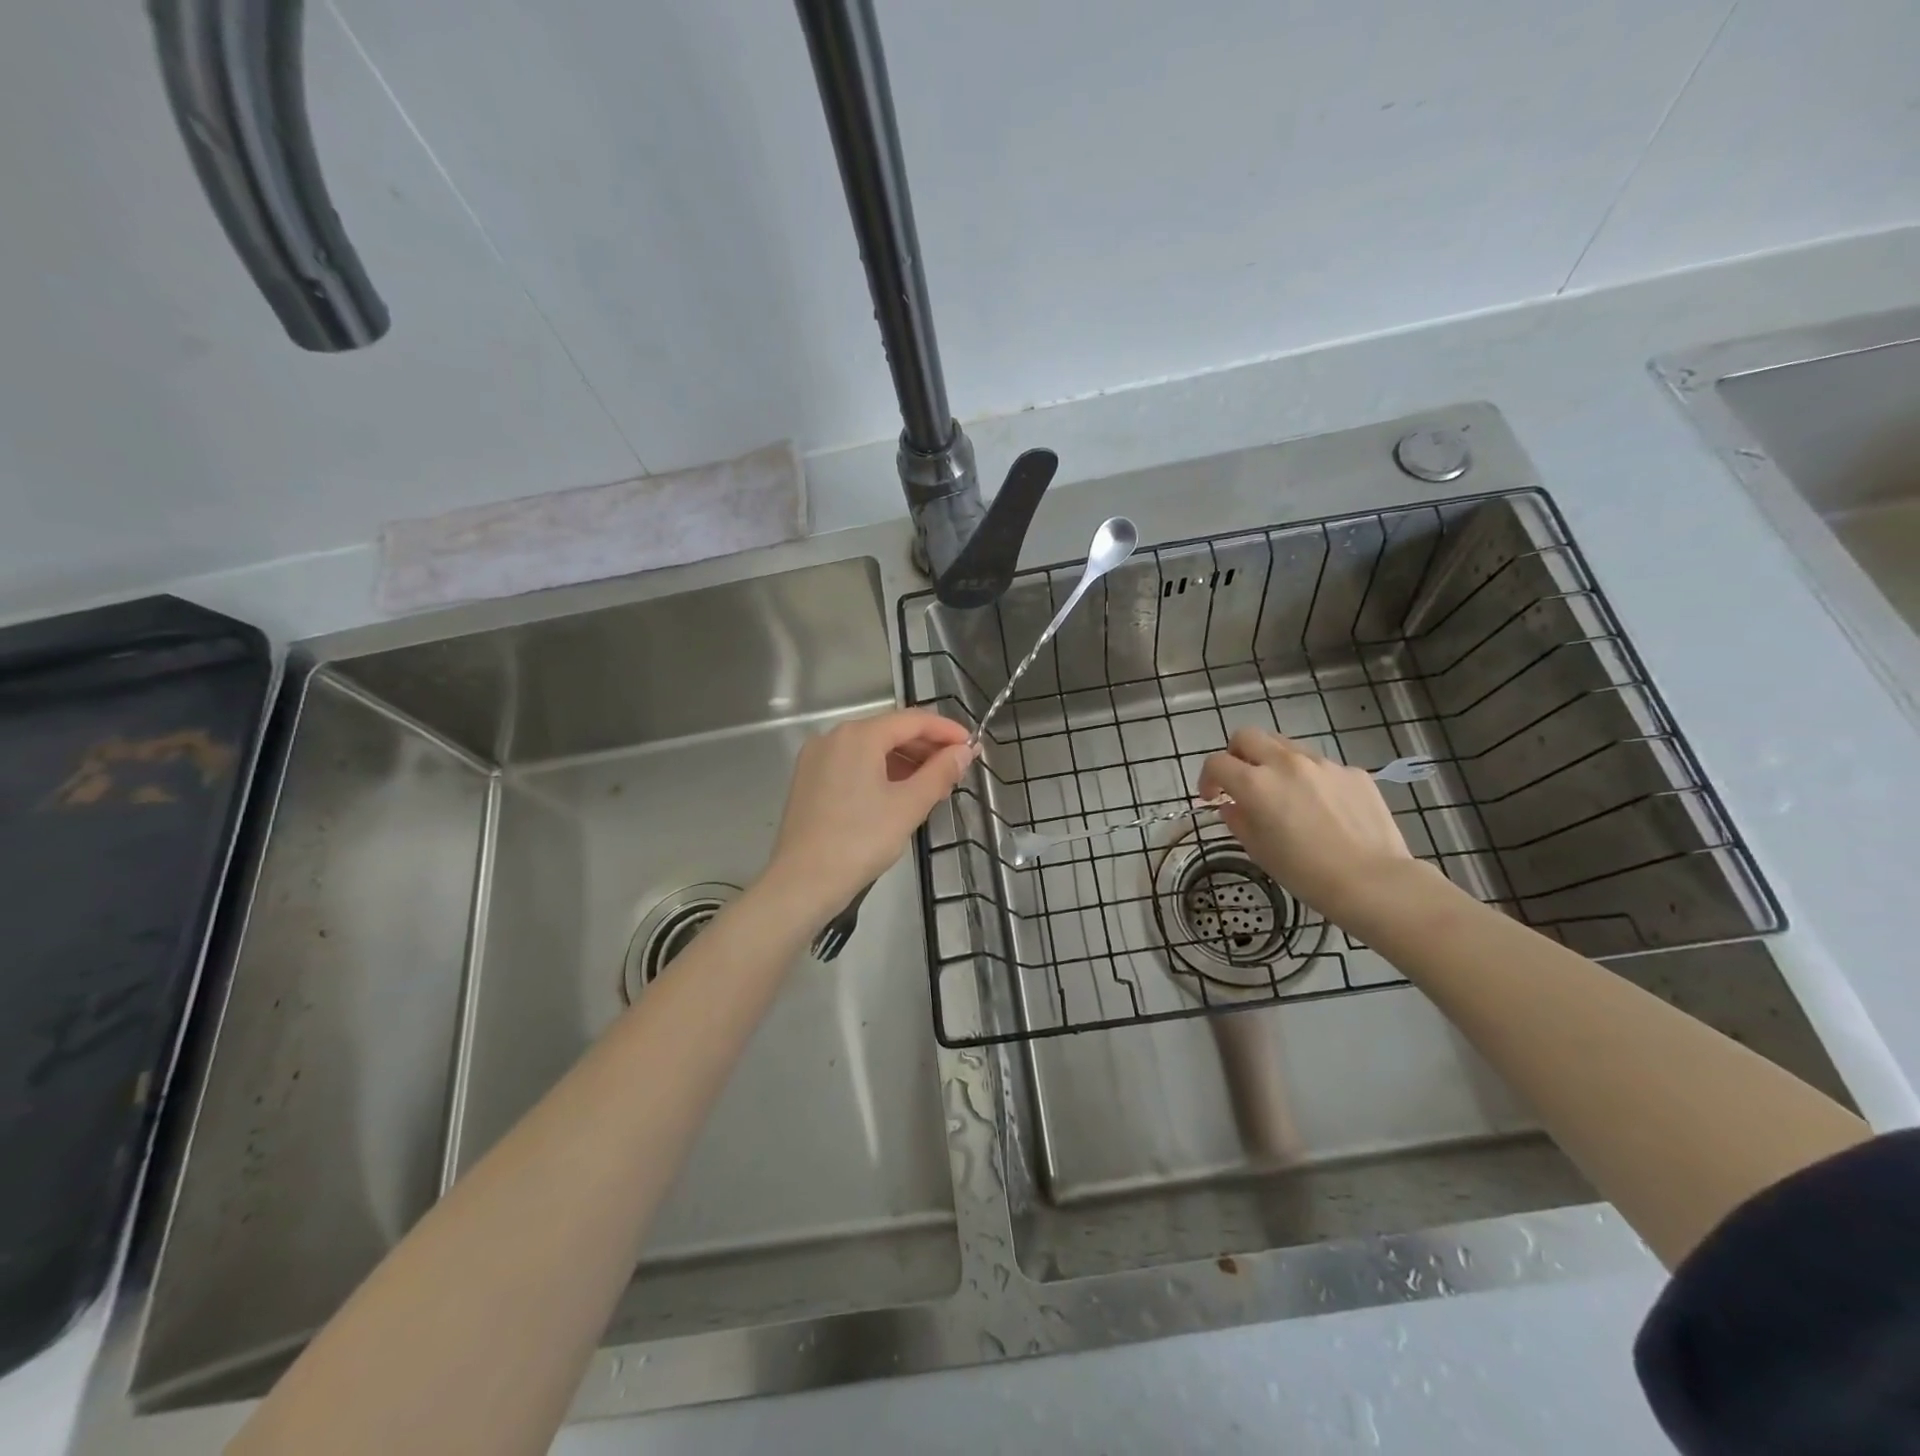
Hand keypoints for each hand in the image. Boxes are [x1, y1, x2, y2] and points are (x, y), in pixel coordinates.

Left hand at [763, 708, 975, 919]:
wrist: (802, 882)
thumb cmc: (860, 841)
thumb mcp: (908, 806)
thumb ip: (940, 773)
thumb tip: (964, 752)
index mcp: (859, 735)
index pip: (913, 720)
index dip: (947, 731)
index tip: (972, 747)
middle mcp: (834, 736)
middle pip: (890, 730)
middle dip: (926, 747)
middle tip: (956, 769)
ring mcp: (817, 757)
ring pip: (871, 748)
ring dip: (905, 760)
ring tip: (933, 784)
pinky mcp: (809, 779)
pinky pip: (853, 763)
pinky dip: (880, 771)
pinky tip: (899, 792)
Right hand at [1197, 728, 1413, 923]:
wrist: (1373, 881)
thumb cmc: (1305, 873)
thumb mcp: (1258, 850)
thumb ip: (1238, 820)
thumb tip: (1233, 805)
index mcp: (1256, 784)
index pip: (1217, 763)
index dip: (1207, 778)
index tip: (1211, 797)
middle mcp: (1286, 763)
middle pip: (1247, 736)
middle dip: (1235, 754)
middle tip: (1240, 780)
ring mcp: (1323, 764)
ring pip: (1285, 746)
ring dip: (1272, 762)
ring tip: (1283, 793)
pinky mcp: (1352, 772)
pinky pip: (1320, 766)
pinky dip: (1310, 779)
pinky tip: (1322, 809)